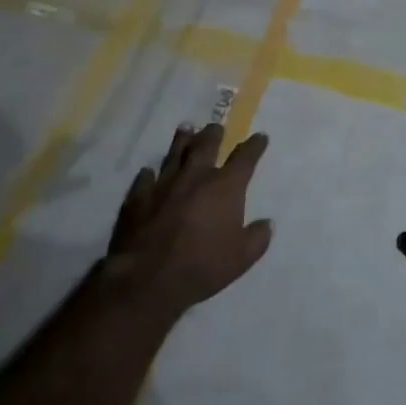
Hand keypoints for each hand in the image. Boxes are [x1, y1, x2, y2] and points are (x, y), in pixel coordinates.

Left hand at [106, 123, 272, 318]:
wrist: (149, 277)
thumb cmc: (202, 266)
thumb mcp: (242, 258)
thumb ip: (257, 238)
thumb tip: (267, 224)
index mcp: (224, 187)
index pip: (244, 158)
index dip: (254, 146)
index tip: (260, 137)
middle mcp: (195, 176)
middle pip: (206, 145)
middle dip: (213, 134)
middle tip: (215, 127)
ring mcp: (164, 183)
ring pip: (174, 153)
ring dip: (182, 140)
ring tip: (186, 129)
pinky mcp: (138, 197)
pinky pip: (145, 178)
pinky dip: (150, 174)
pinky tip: (149, 172)